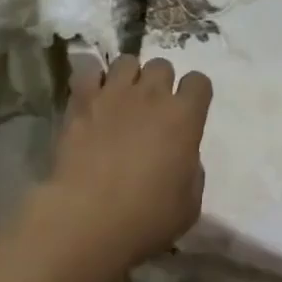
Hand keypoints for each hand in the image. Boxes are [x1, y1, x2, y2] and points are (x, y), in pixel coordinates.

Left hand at [15, 54, 212, 281]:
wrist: (87, 219)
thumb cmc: (145, 219)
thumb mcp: (188, 206)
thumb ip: (192, 173)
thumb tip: (184, 158)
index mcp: (184, 116)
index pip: (199, 81)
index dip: (194, 94)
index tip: (188, 112)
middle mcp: (152, 95)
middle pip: (162, 65)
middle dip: (159, 83)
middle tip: (151, 109)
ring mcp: (115, 93)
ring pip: (127, 61)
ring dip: (128, 78)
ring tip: (120, 100)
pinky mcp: (83, 101)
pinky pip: (90, 72)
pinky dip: (92, 81)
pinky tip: (92, 100)